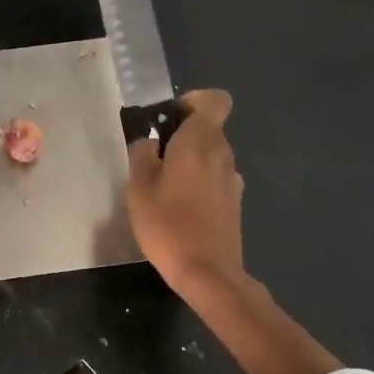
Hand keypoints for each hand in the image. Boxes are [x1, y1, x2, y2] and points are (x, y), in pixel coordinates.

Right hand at [126, 88, 339, 373]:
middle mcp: (223, 154)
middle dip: (184, 136)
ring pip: (212, 156)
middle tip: (154, 158)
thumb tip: (149, 140)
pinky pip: (215, 180)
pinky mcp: (234, 203)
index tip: (170, 119)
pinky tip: (180, 208)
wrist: (207, 272)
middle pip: (209, 129)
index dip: (193, 102)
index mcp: (201, 142)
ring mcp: (232, 180)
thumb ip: (142, 156)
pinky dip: (199, 184)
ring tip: (163, 187)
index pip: (214, 100)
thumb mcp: (139, 189)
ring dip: (191, 162)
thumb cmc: (168, 225)